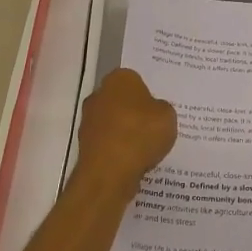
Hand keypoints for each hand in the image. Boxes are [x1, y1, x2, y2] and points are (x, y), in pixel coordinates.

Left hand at [71, 68, 175, 202]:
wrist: (110, 171)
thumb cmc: (141, 133)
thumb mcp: (168, 115)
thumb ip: (161, 108)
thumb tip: (153, 111)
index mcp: (120, 79)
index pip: (135, 80)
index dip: (148, 94)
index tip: (158, 109)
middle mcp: (99, 94)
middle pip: (121, 100)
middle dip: (134, 111)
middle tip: (153, 126)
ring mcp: (88, 120)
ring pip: (113, 122)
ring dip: (124, 132)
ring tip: (145, 148)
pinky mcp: (84, 144)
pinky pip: (107, 142)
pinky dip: (117, 149)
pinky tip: (132, 160)